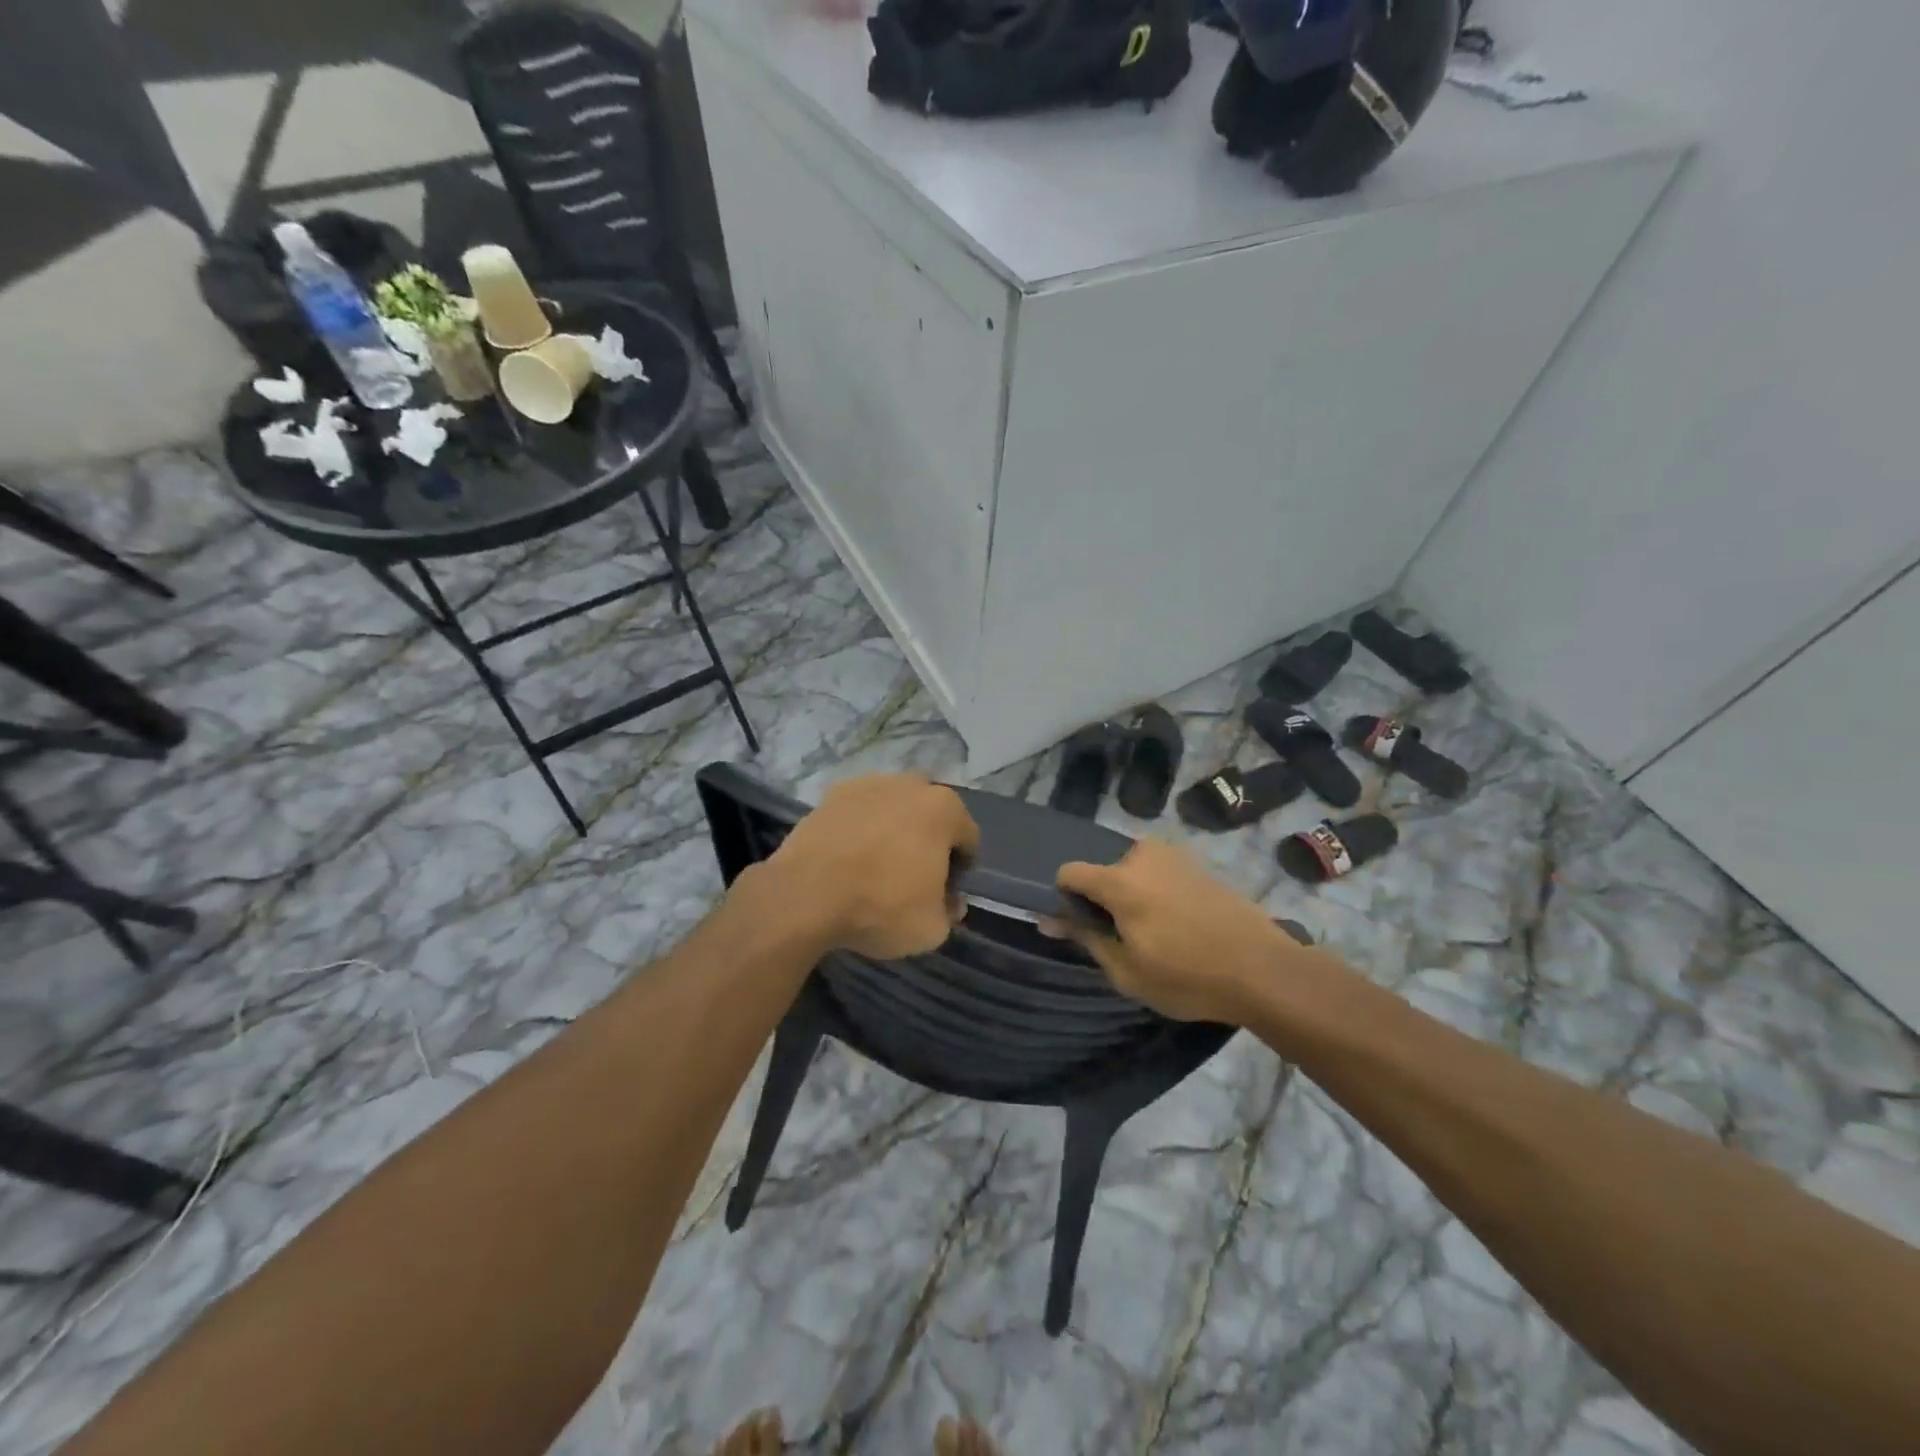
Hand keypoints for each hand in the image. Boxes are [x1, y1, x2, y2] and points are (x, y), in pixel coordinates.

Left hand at [764, 773, 978, 958]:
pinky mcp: (831, 794)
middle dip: (927, 840)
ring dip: (892, 830)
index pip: (967, 838)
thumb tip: (949, 902)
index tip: (946, 893)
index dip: (961, 868)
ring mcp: (867, 784)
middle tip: (913, 877)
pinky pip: (858, 813)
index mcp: (944, 809)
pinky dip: (859, 829)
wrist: (805, 894)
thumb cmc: (882, 907)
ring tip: (876, 867)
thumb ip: (948, 912)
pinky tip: (848, 859)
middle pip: (930, 815)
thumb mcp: (931, 928)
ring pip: (892, 808)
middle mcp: (910, 784)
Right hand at [1054, 840, 1305, 1022]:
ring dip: (1132, 894)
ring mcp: (1174, 856)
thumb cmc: (1187, 977)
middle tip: (1124, 937)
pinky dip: (1158, 892)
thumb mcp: (1127, 971)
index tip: (1081, 926)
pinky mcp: (1199, 864)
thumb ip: (1085, 938)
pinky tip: (1180, 925)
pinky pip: (1161, 873)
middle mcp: (1142, 856)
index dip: (1065, 898)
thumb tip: (1048, 919)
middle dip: (1104, 899)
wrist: (1264, 969)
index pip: (1069, 871)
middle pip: (1104, 871)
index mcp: (1119, 881)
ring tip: (1155, 933)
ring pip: (1134, 871)